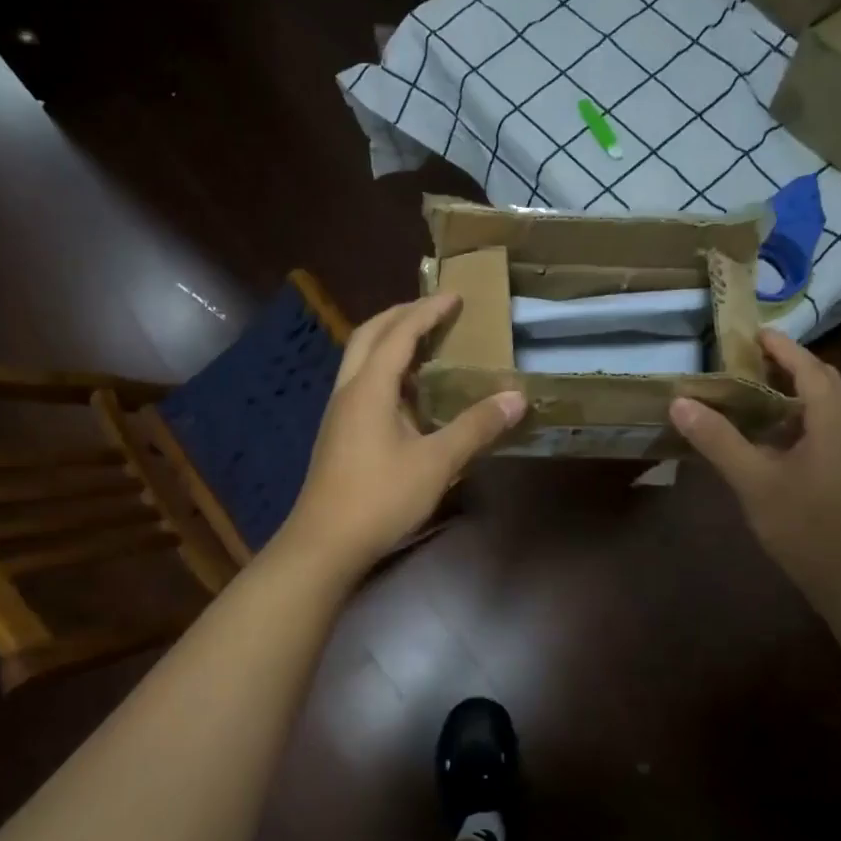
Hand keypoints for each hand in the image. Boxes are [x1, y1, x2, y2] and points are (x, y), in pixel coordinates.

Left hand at [278, 294, 523, 578]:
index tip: (455, 296)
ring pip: (360, 360)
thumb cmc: (380, 498)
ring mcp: (339, 413)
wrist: (324, 544)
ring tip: (425, 343)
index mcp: (369, 388)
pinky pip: (362, 384)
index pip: (399, 333)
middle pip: (369, 335)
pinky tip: (408, 393)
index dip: (427, 311)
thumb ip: (475, 427)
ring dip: (389, 342)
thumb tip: (516, 397)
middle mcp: (348, 391)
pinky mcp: (339, 434)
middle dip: (401, 315)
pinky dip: (385, 371)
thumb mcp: (436, 462)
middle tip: (435, 310)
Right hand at [670, 329, 840, 617]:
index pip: (810, 369)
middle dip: (789, 366)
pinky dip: (795, 420)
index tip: (753, 332)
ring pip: (824, 409)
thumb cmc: (808, 528)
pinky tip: (767, 440)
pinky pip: (823, 431)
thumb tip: (681, 402)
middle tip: (747, 361)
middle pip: (823, 383)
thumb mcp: (755, 482)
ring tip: (750, 393)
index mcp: (834, 422)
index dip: (783, 348)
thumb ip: (718, 440)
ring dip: (792, 393)